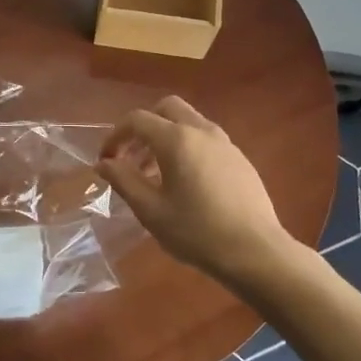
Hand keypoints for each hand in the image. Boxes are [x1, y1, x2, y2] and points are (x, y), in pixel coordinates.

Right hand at [98, 96, 290, 283]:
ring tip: (155, 174)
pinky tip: (185, 182)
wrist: (256, 251)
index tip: (106, 160)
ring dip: (166, 136)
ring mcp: (225, 143)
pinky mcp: (240, 158)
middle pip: (166, 108)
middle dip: (143, 126)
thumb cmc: (197, 232)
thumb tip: (104, 163)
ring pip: (188, 122)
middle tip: (131, 156)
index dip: (115, 136)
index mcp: (176, 139)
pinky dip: (187, 147)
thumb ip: (124, 180)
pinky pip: (206, 139)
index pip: (137, 120)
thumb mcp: (151, 210)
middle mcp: (202, 130)